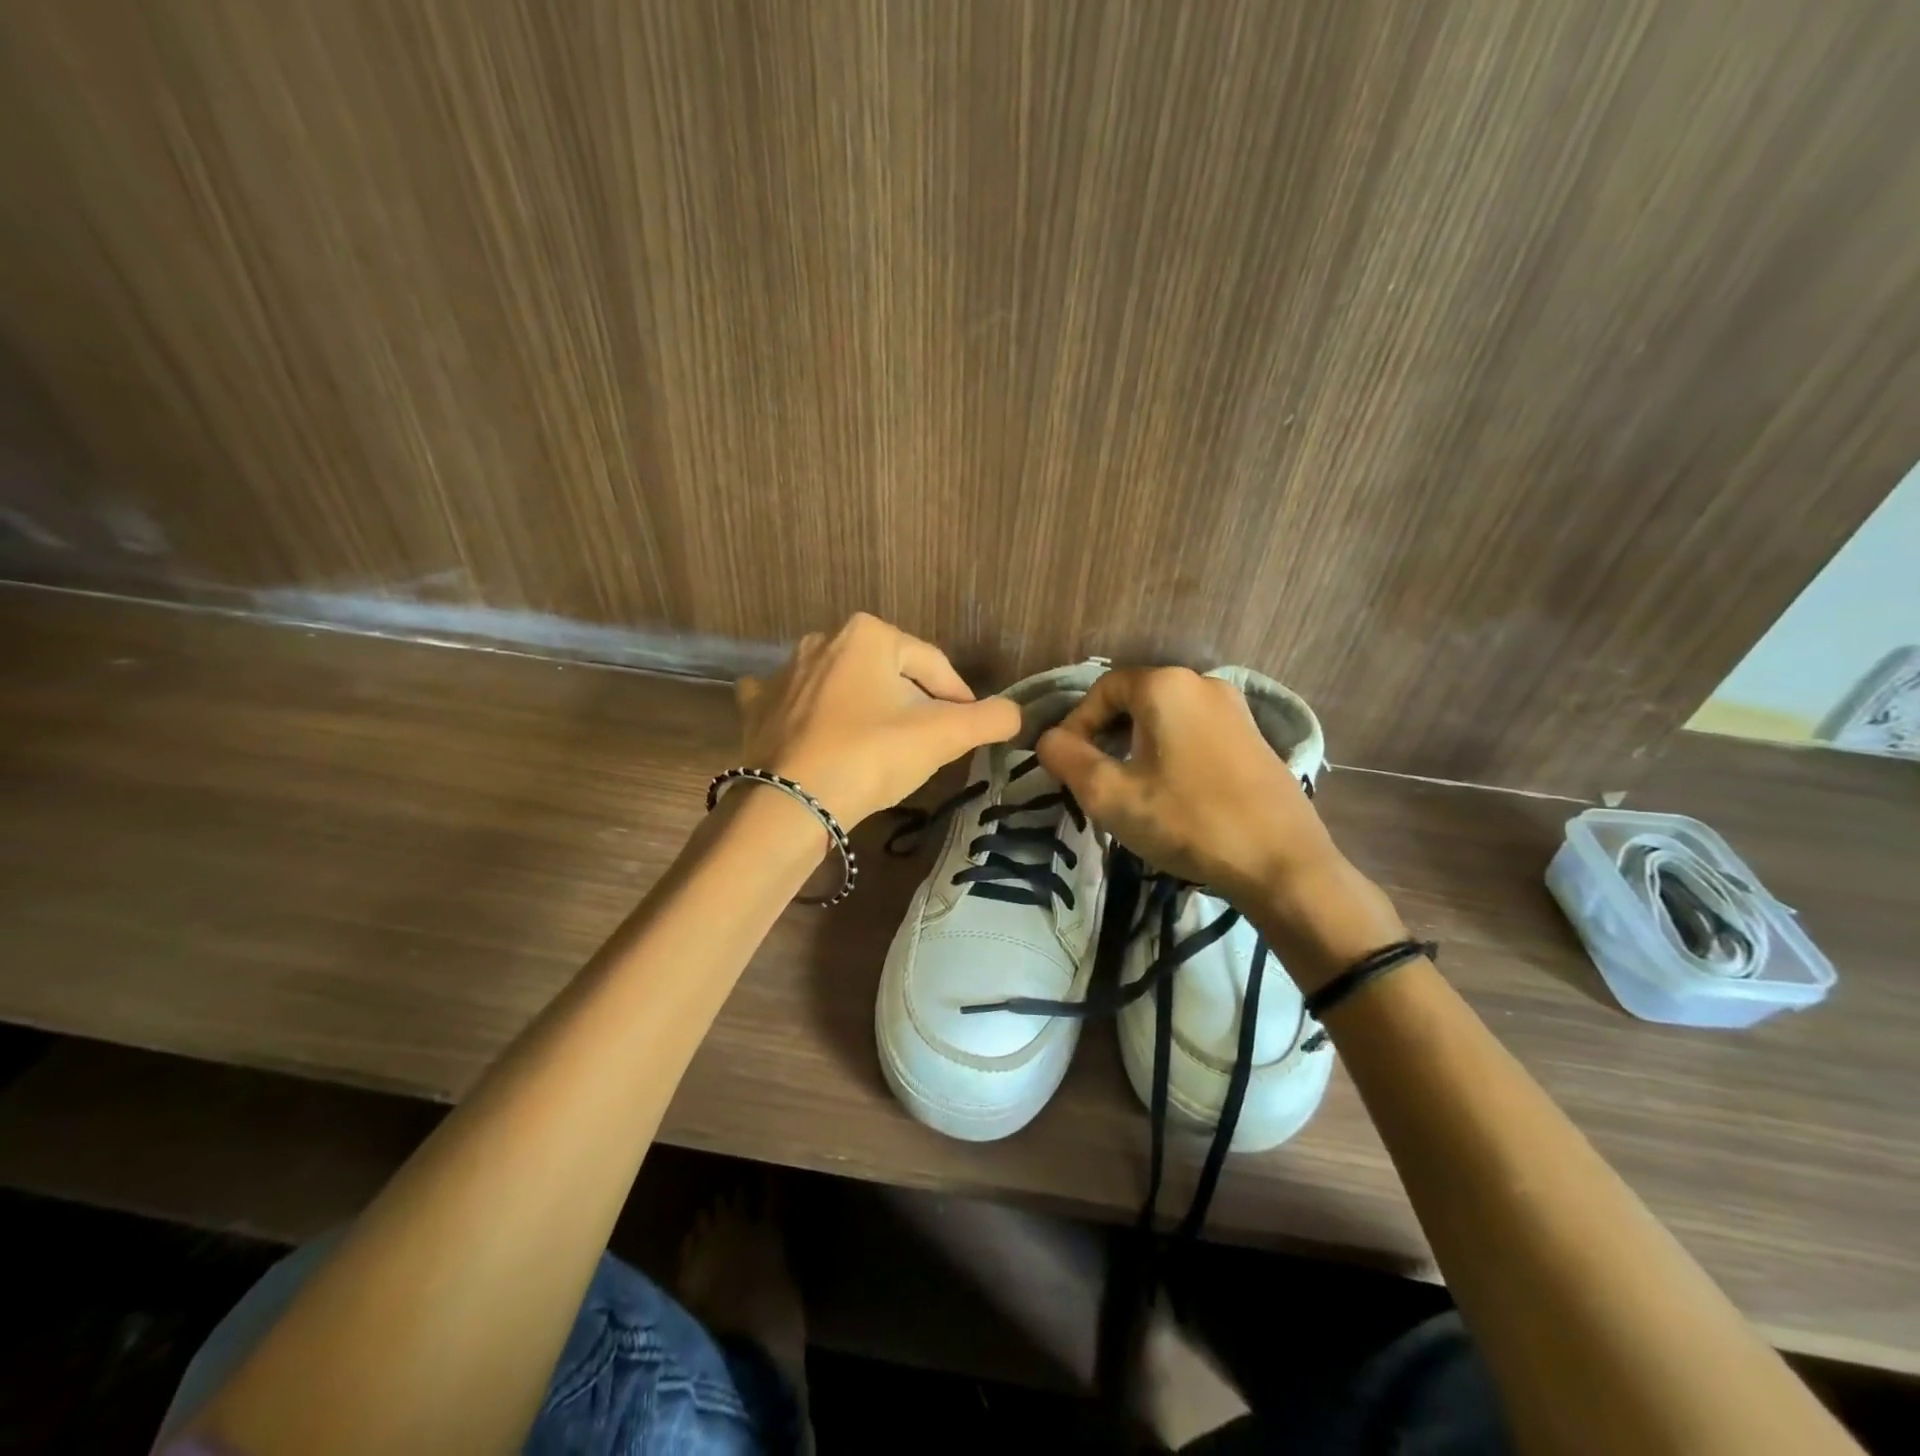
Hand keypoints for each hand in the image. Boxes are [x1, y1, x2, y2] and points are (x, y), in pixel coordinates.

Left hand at [736, 613, 1020, 826]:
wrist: (791, 804)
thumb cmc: (872, 757)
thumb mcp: (943, 736)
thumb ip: (990, 719)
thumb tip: (1017, 713)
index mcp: (869, 634)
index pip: (934, 666)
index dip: (959, 700)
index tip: (968, 732)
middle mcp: (822, 640)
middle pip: (889, 675)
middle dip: (911, 705)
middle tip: (924, 746)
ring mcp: (783, 672)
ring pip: (845, 688)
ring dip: (866, 710)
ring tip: (879, 750)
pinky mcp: (756, 705)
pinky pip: (796, 703)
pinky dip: (812, 716)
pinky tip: (820, 735)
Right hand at [1036, 667, 1403, 986]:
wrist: (1281, 862)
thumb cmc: (1187, 821)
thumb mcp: (1111, 794)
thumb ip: (1067, 759)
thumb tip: (1047, 739)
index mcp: (1166, 686)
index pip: (1102, 690)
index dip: (1076, 724)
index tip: (1067, 765)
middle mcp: (1202, 683)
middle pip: (1135, 700)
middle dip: (1105, 735)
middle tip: (1093, 778)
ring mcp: (1235, 709)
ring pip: (1166, 718)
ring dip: (1137, 745)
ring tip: (1129, 788)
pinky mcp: (1254, 737)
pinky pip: (1195, 732)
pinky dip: (1171, 752)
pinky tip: (1172, 792)